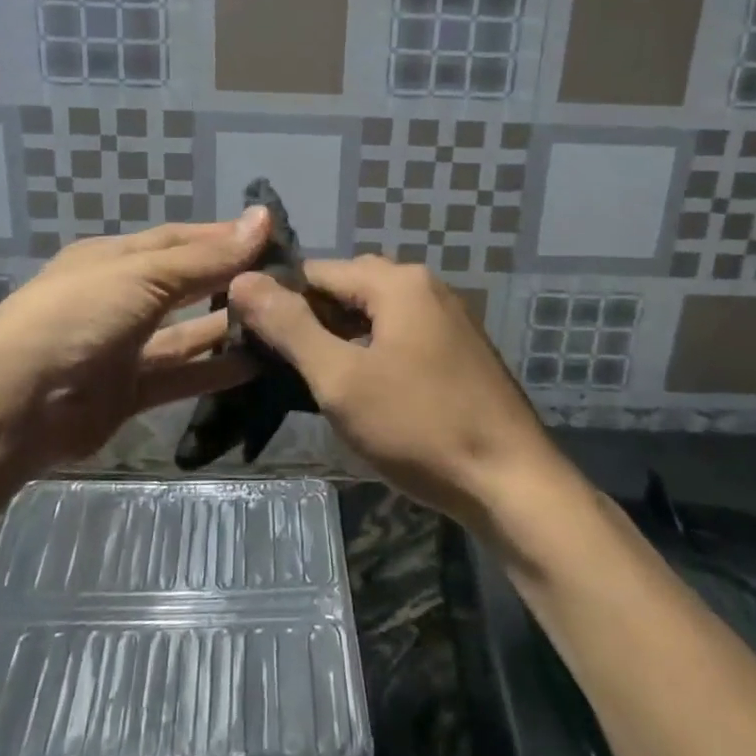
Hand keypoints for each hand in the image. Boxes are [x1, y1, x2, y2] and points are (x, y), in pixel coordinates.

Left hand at [0, 211, 270, 467]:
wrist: (16, 403)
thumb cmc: (80, 316)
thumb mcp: (144, 276)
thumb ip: (207, 257)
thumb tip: (263, 218)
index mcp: (114, 259)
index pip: (178, 239)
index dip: (222, 237)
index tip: (271, 237)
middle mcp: (120, 298)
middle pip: (184, 284)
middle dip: (228, 281)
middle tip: (282, 282)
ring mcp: (123, 346)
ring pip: (185, 332)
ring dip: (225, 327)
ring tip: (277, 322)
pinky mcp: (128, 391)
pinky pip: (180, 375)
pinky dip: (213, 371)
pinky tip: (256, 366)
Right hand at [227, 255, 559, 523]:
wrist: (513, 484)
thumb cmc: (420, 428)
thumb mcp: (341, 380)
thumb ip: (290, 327)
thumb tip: (243, 278)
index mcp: (398, 282)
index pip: (318, 272)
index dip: (280, 301)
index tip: (252, 340)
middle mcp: (425, 286)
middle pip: (348, 288)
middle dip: (312, 320)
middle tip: (283, 366)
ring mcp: (448, 317)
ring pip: (376, 313)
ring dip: (342, 338)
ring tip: (316, 380)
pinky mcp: (459, 348)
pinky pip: (401, 333)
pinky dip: (373, 350)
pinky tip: (362, 388)